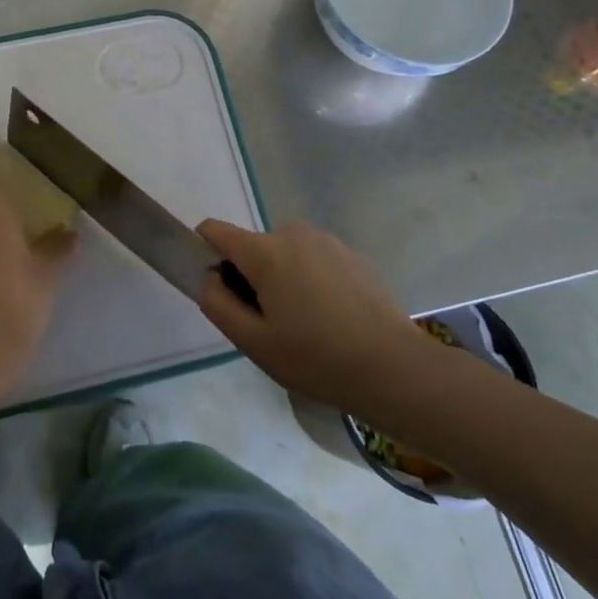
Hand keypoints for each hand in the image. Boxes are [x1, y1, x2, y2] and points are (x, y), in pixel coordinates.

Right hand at [196, 220, 449, 409]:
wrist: (393, 367)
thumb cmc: (315, 358)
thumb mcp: (253, 341)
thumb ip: (217, 303)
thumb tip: (210, 277)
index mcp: (265, 251)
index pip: (216, 231)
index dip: (205, 253)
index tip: (218, 289)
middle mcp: (293, 233)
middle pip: (253, 247)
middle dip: (250, 277)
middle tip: (268, 324)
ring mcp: (327, 241)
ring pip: (284, 254)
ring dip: (281, 279)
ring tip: (304, 325)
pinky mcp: (352, 255)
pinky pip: (314, 260)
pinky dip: (310, 281)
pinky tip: (331, 319)